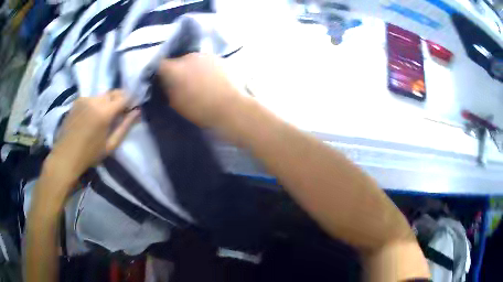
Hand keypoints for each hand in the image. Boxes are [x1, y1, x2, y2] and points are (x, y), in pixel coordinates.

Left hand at [47, 90, 139, 179]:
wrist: (66, 156)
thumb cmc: (89, 154)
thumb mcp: (110, 145)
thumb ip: (124, 127)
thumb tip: (137, 112)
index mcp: (105, 112)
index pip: (124, 97)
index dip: (130, 101)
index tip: (130, 110)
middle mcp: (95, 100)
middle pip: (113, 93)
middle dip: (118, 100)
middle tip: (117, 115)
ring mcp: (85, 99)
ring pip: (102, 95)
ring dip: (106, 103)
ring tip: (102, 118)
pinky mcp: (77, 100)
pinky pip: (92, 98)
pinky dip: (95, 104)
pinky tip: (91, 117)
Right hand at [157, 53, 243, 127]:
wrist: (231, 106)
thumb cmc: (201, 109)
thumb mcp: (177, 103)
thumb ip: (169, 89)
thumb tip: (168, 82)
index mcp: (175, 68)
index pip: (161, 64)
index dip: (161, 71)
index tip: (164, 78)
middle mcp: (189, 56)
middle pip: (179, 60)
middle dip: (180, 69)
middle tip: (184, 82)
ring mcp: (206, 55)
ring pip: (195, 60)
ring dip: (194, 67)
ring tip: (201, 81)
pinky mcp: (220, 58)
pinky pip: (208, 62)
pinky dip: (207, 68)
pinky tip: (213, 79)